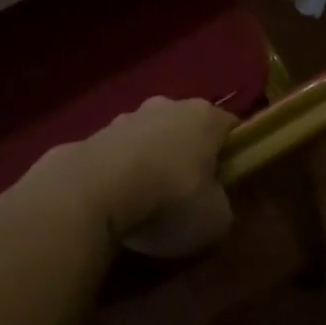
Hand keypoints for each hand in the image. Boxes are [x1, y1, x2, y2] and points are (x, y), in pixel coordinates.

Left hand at [68, 96, 237, 257]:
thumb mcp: (217, 219)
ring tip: (146, 203)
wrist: (92, 191)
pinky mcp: (92, 134)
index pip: (229, 128)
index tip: (230, 182)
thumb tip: (214, 202)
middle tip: (188, 195)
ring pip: (149, 138)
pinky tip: (116, 201)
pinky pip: (118, 155)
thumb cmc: (169, 200)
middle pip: (186, 129)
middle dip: (188, 155)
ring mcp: (125, 116)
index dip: (233, 154)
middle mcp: (165, 105)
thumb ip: (223, 205)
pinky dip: (120, 172)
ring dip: (151, 162)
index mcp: (203, 116)